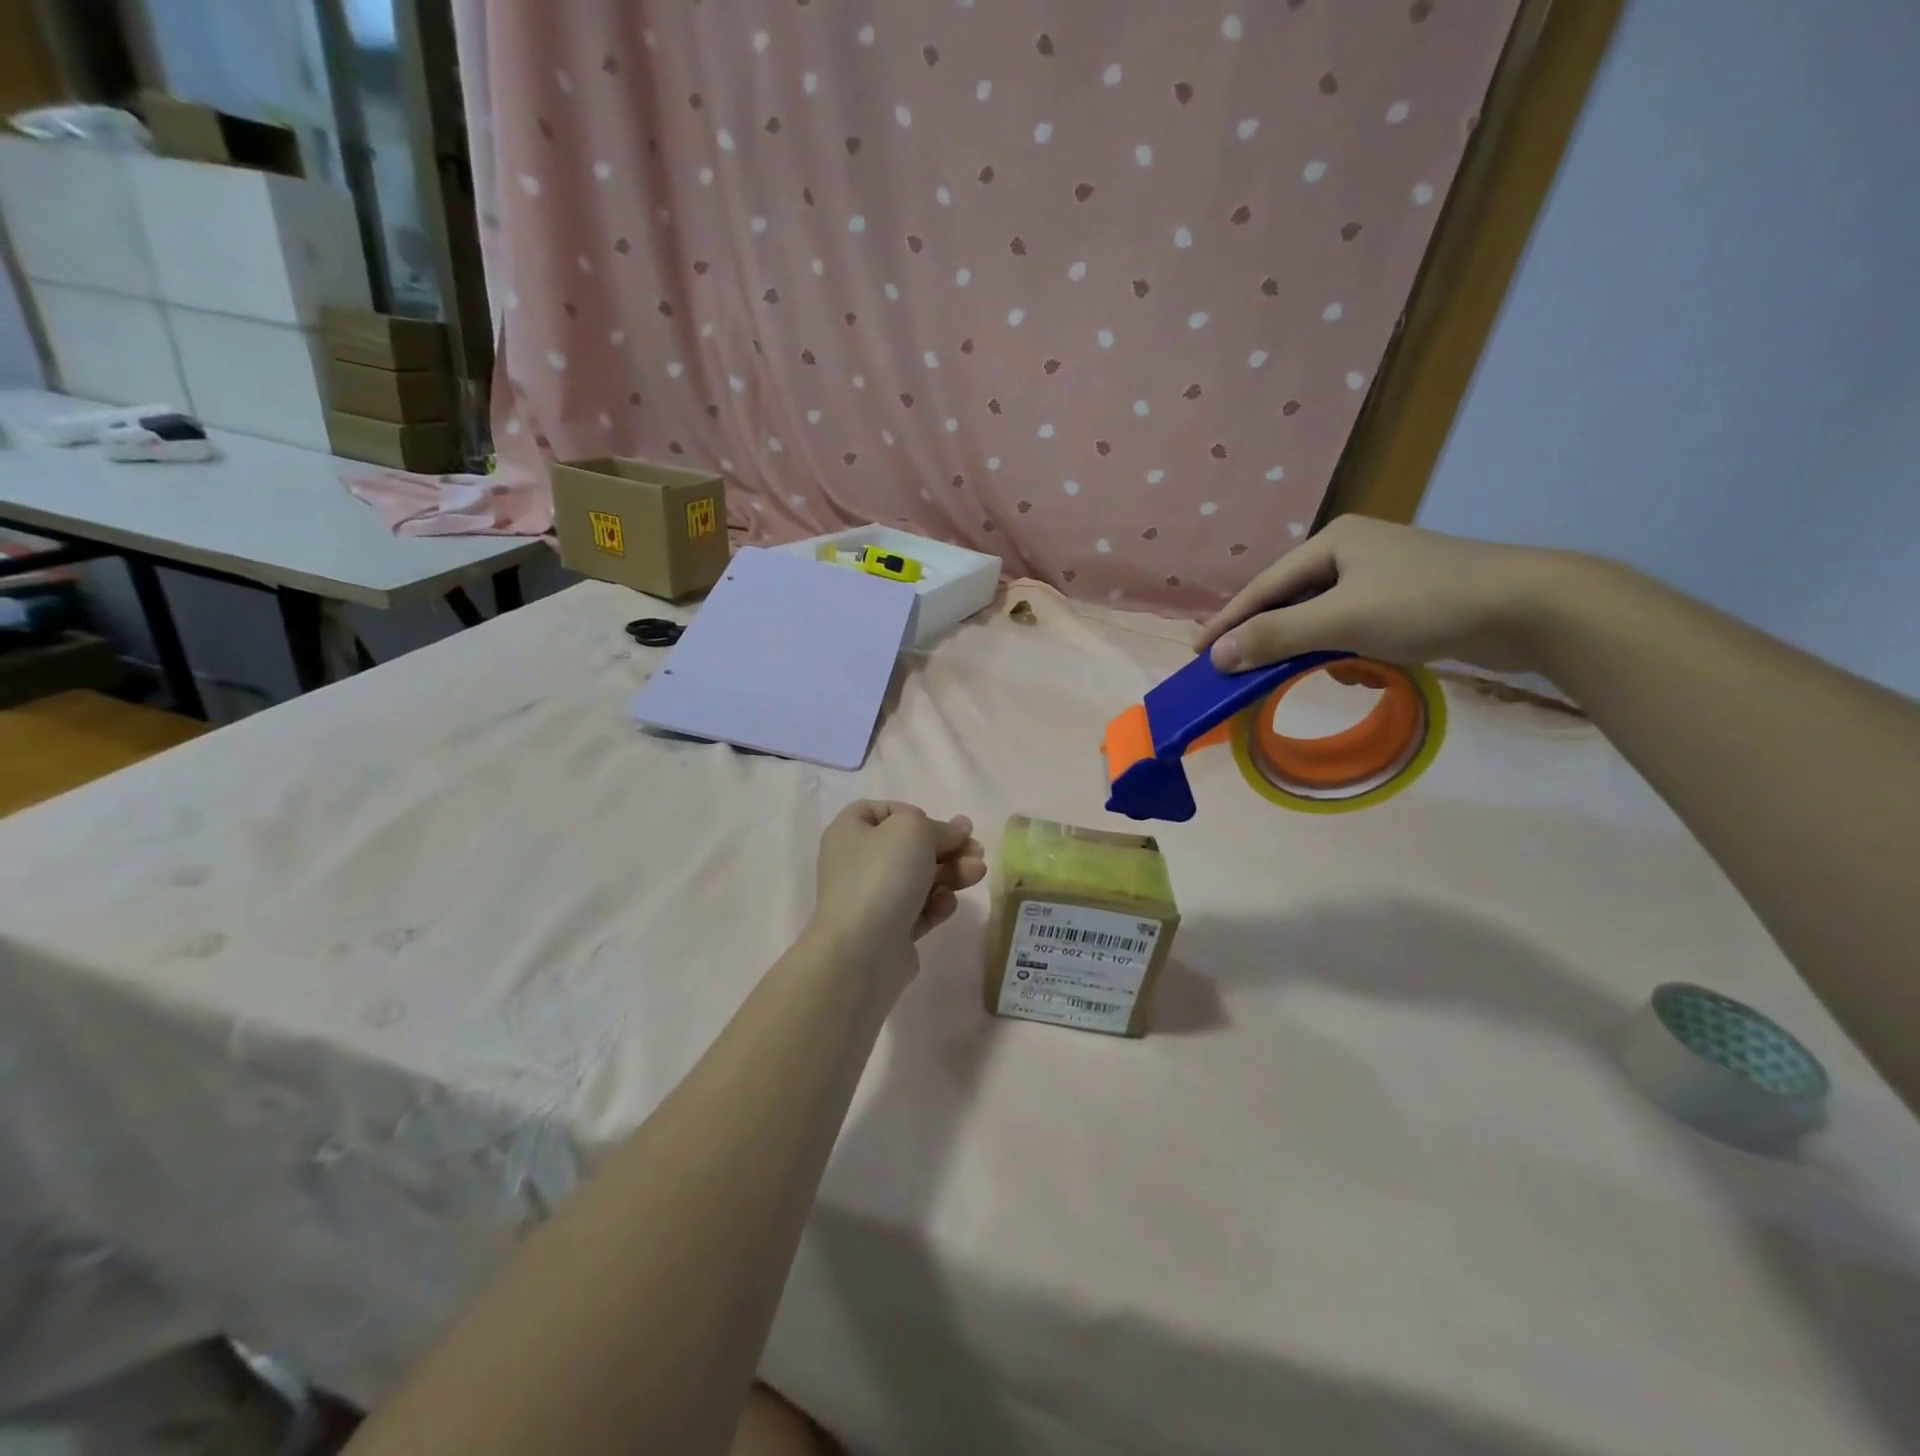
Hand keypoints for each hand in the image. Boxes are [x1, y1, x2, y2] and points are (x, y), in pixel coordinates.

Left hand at [812, 801, 986, 972]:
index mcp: (851, 832)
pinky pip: (919, 909)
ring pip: (919, 878)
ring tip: (977, 874)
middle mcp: (857, 863)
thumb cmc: (882, 875)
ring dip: (952, 873)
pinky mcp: (889, 930)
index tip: (937, 825)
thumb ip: (940, 827)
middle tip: (976, 851)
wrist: (861, 951)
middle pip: (909, 847)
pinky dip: (937, 904)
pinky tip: (946, 904)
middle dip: (946, 847)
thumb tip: (958, 829)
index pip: (882, 812)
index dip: (913, 814)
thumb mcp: (914, 830)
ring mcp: (872, 898)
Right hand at [1195, 517, 1573, 674]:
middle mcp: (1352, 551)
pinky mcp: (1406, 599)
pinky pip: (1352, 626)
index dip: (1228, 622)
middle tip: (1232, 668)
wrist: (1529, 608)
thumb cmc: (1426, 603)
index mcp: (1332, 542)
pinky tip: (1352, 668)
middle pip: (1289, 600)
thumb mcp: (1342, 621)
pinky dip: (1342, 649)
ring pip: (1321, 617)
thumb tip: (1217, 656)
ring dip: (1307, 647)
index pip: (1263, 587)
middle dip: (1266, 637)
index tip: (1197, 652)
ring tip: (1291, 673)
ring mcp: (1381, 574)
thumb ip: (1275, 636)